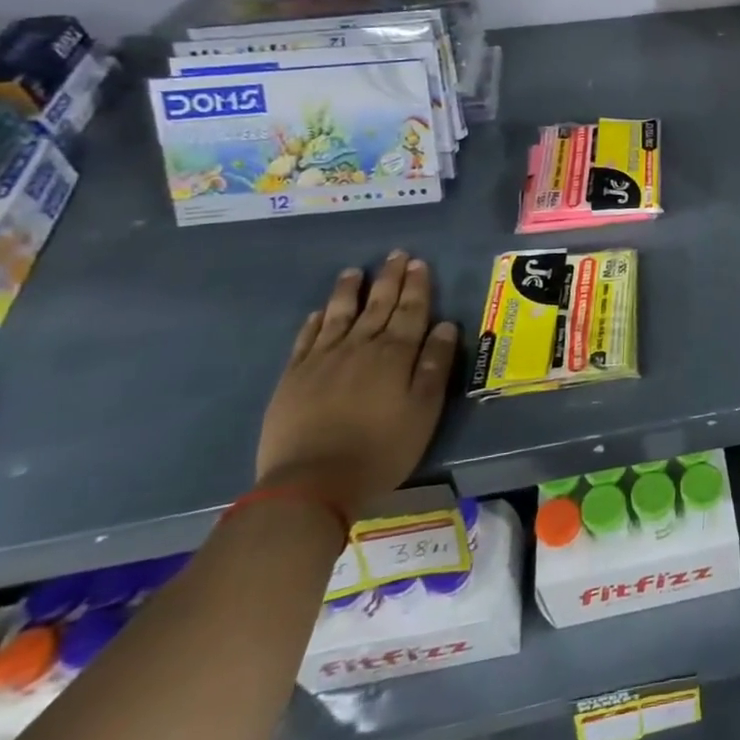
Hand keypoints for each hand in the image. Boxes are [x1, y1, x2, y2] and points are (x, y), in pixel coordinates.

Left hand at [254, 251, 456, 517]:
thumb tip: (446, 325)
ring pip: (340, 315)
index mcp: (395, 354)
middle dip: (389, 279)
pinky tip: (320, 312)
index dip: (417, 286)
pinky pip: (307, 339)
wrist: (310, 483)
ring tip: (355, 272)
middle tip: (395, 255)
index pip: (411, 311)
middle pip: (378, 305)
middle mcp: (360, 347)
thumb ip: (435, 365)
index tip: (419, 263)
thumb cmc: (381, 449)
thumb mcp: (423, 410)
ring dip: (350, 291)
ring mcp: (322, 360)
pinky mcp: (293, 378)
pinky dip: (316, 321)